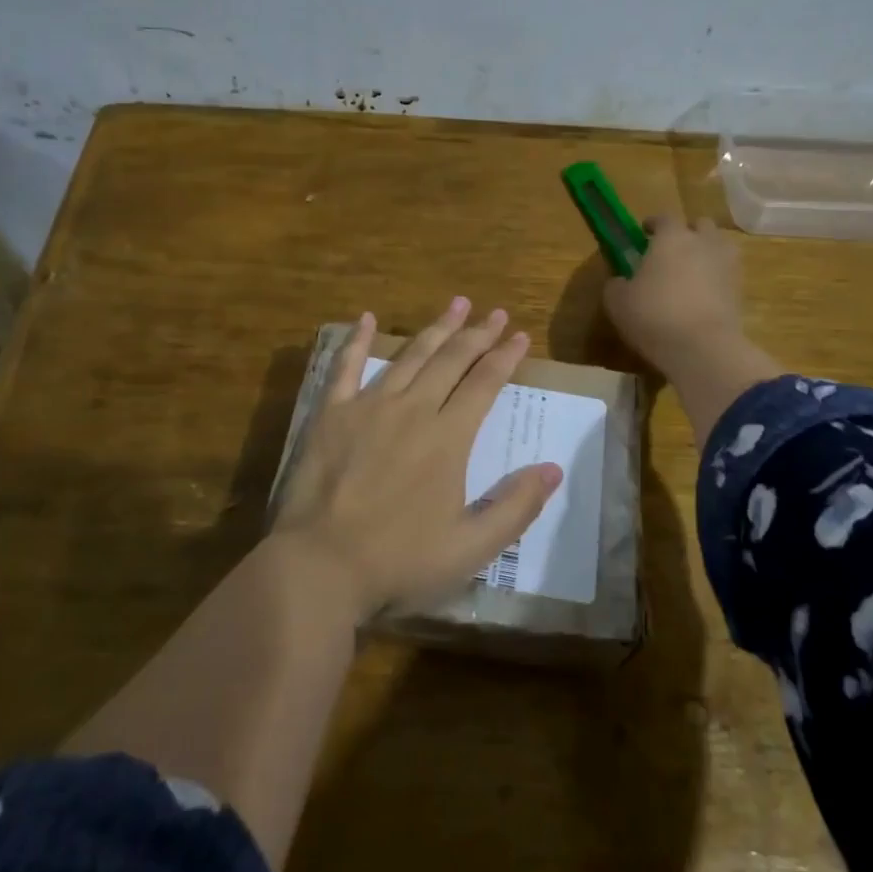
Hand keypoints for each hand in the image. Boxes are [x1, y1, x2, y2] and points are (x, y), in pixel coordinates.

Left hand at [270, 298, 562, 618]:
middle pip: (451, 361)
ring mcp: (367, 407)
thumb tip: (553, 469)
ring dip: (435, 329)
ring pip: (409, 356)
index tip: (519, 335)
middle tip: (494, 312)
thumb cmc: (398, 562)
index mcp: (447, 438)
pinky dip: (358, 340)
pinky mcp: (330, 414)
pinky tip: (368, 317)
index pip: (484, 385)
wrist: (320, 566)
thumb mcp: (470, 548)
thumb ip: (515, 507)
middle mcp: (412, 410)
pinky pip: (344, 366)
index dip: (505, 357)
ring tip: (456, 305)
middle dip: (476, 334)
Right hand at [603, 213, 749, 377]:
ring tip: (690, 272)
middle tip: (671, 251)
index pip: (664, 217)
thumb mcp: (617, 301)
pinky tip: (702, 295)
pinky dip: (716, 278)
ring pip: (719, 247)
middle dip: (687, 233)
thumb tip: (620, 281)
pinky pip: (727, 273)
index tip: (644, 232)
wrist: (702, 347)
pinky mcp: (741, 289)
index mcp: (672, 237)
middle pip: (700, 225)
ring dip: (706, 253)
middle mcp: (704, 242)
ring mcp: (728, 264)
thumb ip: (616, 284)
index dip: (653, 223)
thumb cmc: (653, 315)